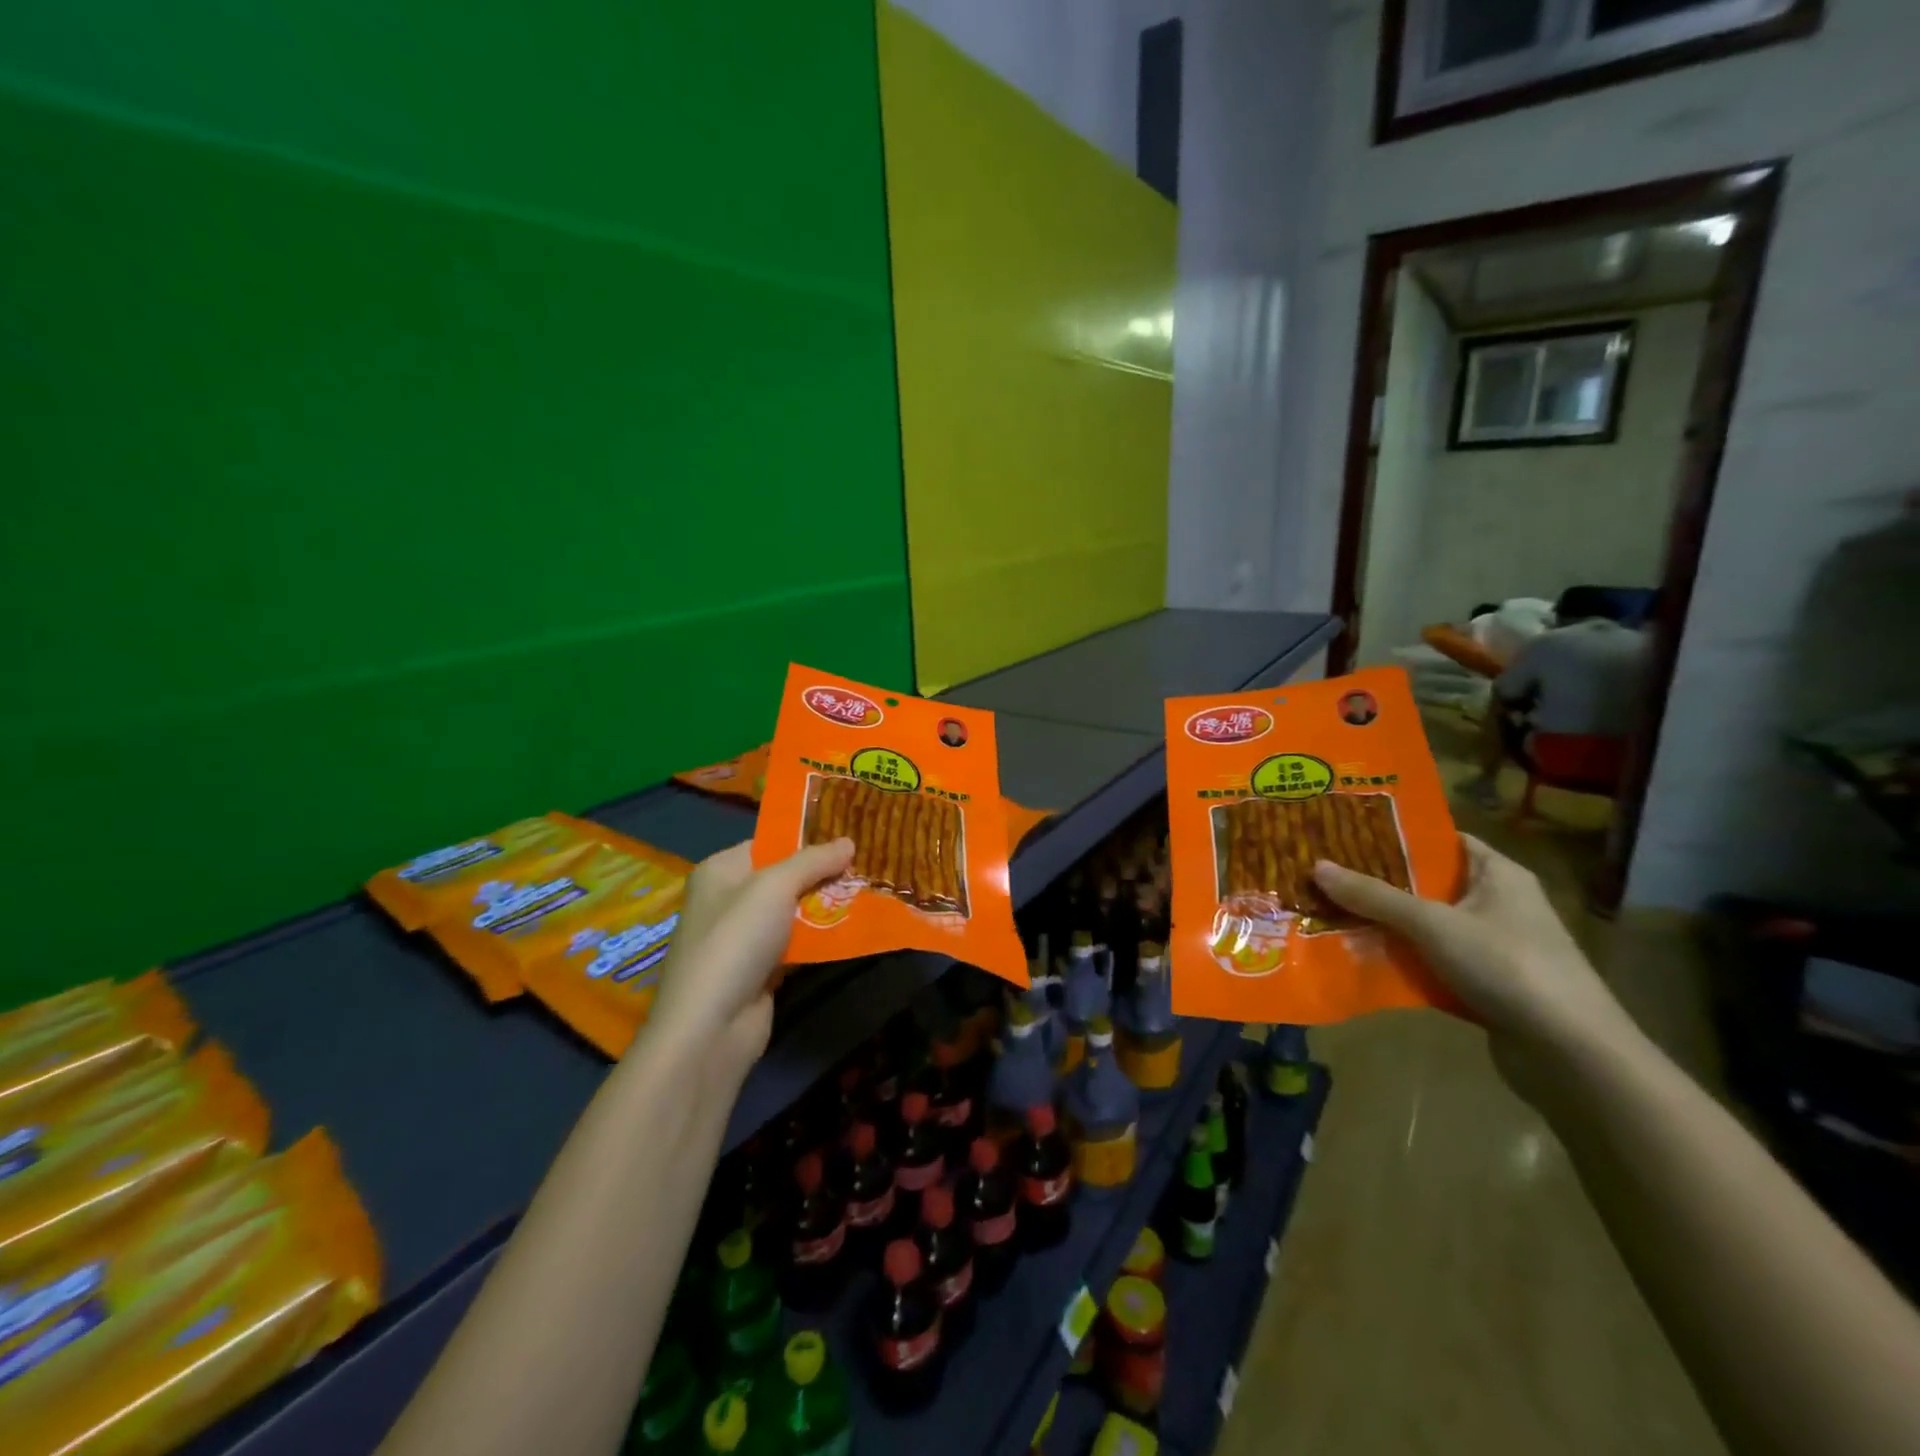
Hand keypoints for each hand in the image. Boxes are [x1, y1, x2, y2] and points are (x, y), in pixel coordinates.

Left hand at [648, 838, 854, 1077]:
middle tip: (866, 864)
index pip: (768, 843)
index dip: (806, 838)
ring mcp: (744, 938)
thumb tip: (849, 841)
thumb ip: (813, 861)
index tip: (848, 834)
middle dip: (823, 873)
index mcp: (721, 870)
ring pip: (794, 912)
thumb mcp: (774, 886)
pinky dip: (821, 938)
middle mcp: (729, 900)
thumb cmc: (736, 940)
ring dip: (827, 906)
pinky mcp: (760, 970)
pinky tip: (854, 929)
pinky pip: (798, 944)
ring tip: (869, 892)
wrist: (711, 1026)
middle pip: (784, 878)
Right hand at [1311, 835, 1635, 1069]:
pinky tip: (1359, 958)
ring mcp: (1493, 946)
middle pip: (1427, 883)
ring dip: (1385, 924)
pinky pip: (1432, 961)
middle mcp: (1498, 903)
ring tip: (1329, 912)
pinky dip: (1402, 960)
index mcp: (1498, 874)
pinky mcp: (1486, 984)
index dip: (1397, 834)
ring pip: (1426, 925)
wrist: (1572, 1055)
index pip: (1442, 839)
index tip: (1347, 832)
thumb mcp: (1433, 924)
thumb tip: (1317, 865)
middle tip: (1326, 873)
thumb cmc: (1508, 966)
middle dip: (1378, 882)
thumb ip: (1374, 896)